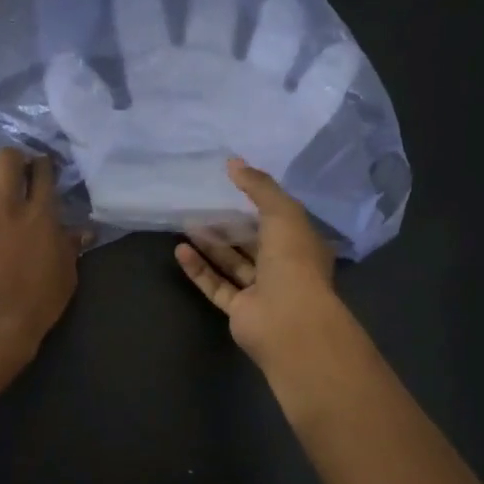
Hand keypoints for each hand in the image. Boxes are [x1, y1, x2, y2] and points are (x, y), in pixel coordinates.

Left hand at [0, 147, 81, 368]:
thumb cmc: (36, 303)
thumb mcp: (65, 276)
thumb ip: (71, 247)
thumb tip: (83, 231)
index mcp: (40, 214)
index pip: (43, 173)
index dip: (42, 165)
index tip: (40, 167)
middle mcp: (6, 204)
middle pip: (6, 159)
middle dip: (11, 159)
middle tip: (13, 173)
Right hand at [175, 158, 348, 368]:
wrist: (289, 320)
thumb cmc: (293, 261)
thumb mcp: (282, 212)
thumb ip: (258, 186)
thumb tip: (233, 162)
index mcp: (302, 245)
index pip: (280, 220)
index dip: (259, 203)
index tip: (233, 187)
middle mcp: (285, 268)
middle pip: (254, 242)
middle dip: (230, 225)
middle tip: (203, 205)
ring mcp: (262, 292)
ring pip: (233, 264)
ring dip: (211, 245)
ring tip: (187, 224)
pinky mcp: (240, 311)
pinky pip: (217, 286)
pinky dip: (199, 270)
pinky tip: (181, 251)